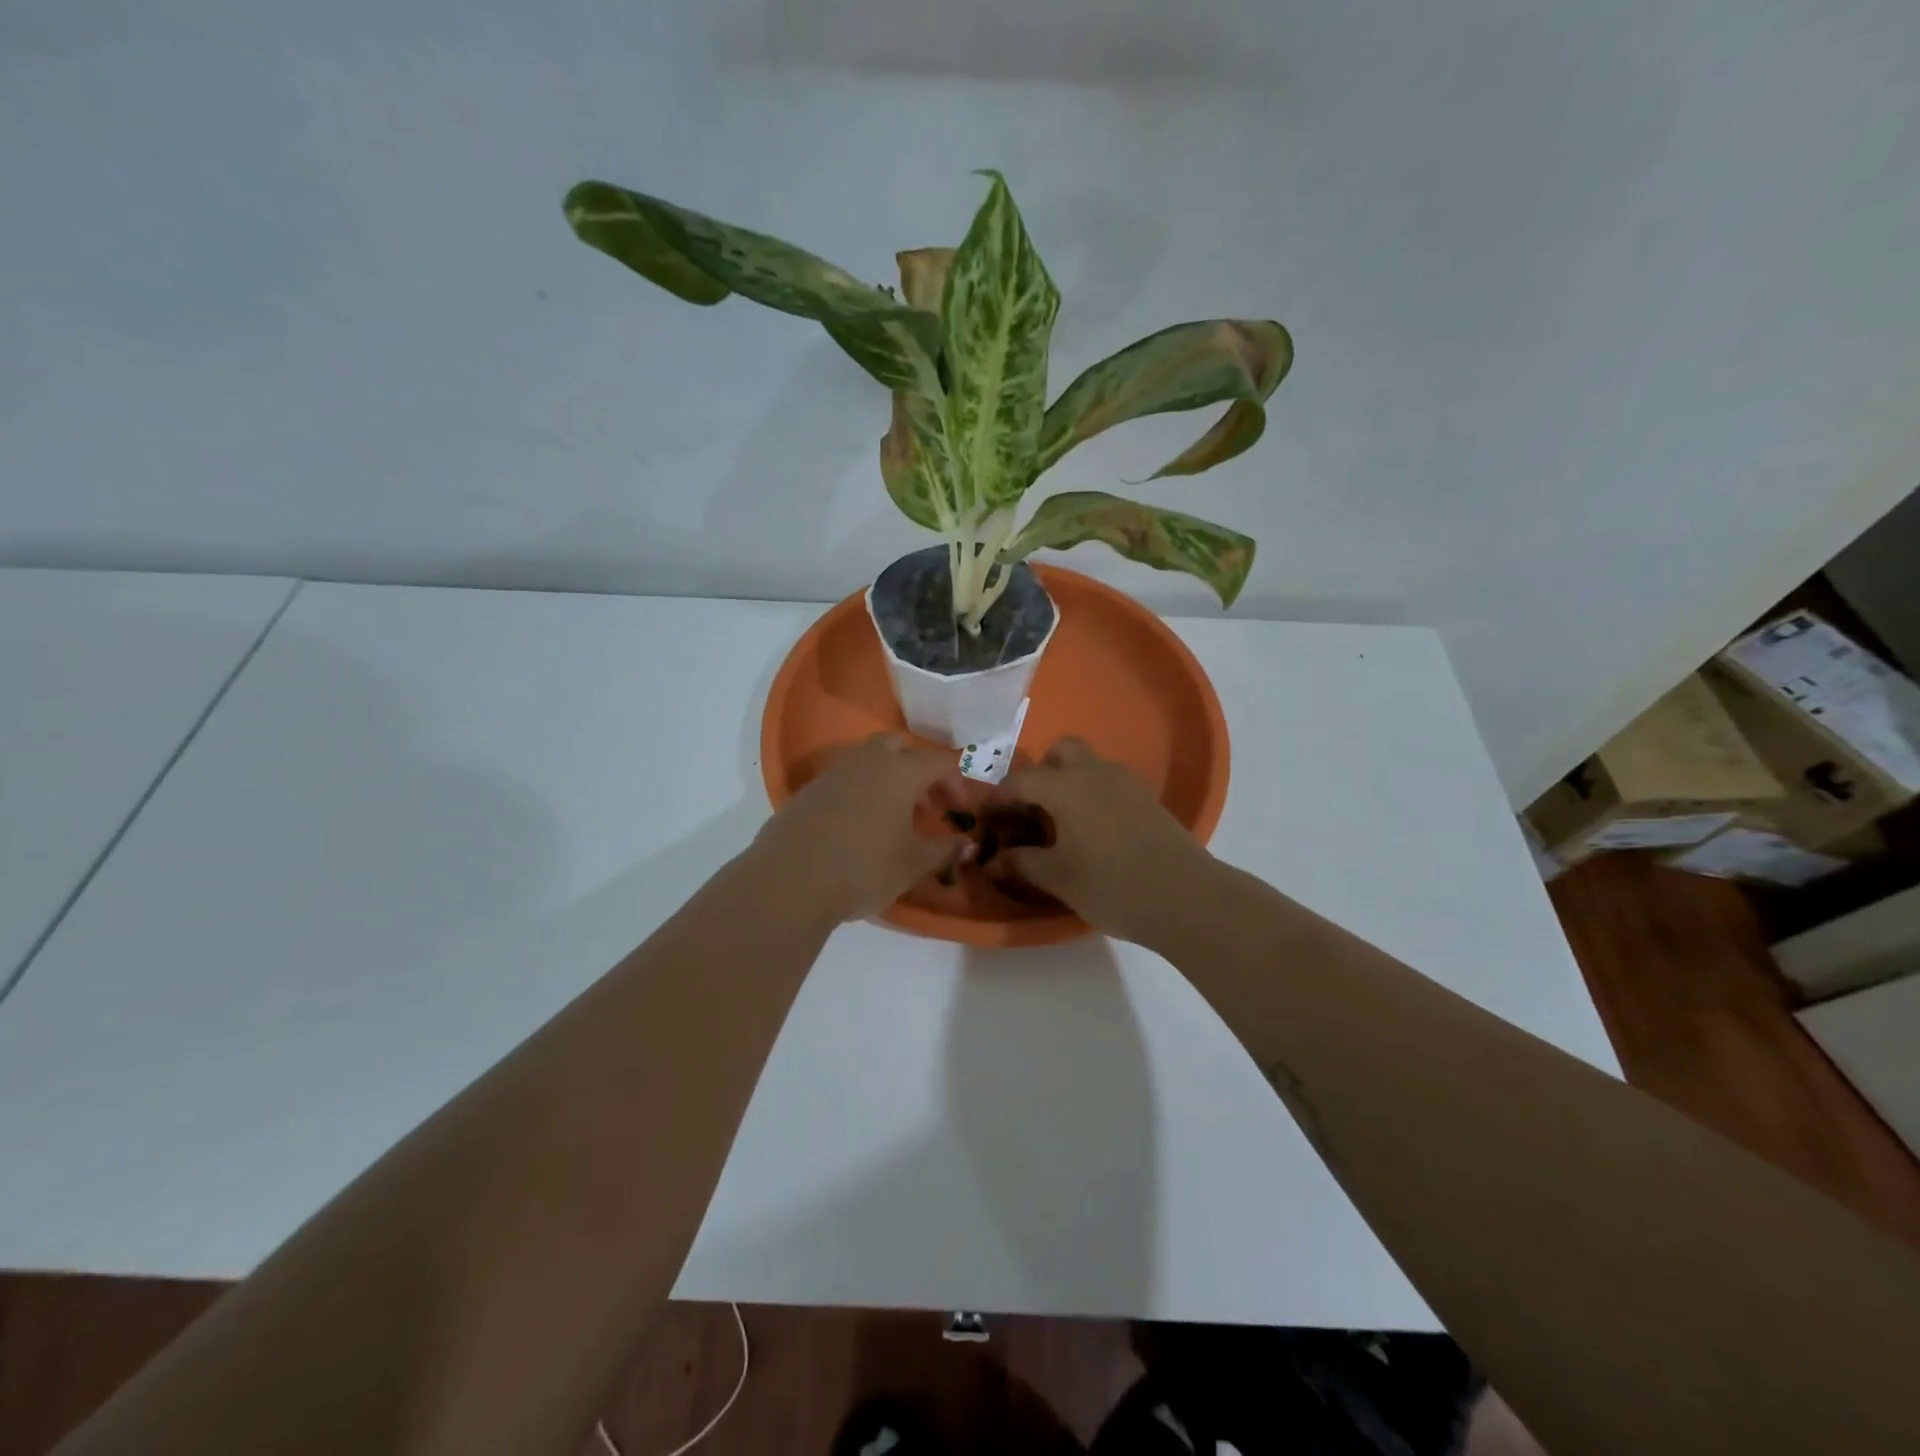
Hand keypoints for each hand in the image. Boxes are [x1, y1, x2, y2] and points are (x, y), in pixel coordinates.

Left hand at [752, 734, 967, 925]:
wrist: (789, 880)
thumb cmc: (864, 868)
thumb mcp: (913, 864)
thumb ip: (943, 849)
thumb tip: (966, 843)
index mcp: (900, 771)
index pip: (939, 763)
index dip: (956, 783)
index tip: (960, 811)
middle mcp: (867, 761)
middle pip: (899, 748)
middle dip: (918, 770)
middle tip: (925, 805)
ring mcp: (833, 773)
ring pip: (869, 761)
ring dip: (888, 780)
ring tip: (894, 819)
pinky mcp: (808, 791)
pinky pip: (845, 779)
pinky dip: (861, 792)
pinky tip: (859, 828)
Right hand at [993, 737, 1212, 942]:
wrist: (1185, 897)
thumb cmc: (1111, 885)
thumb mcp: (1058, 877)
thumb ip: (1022, 863)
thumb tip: (994, 860)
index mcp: (1066, 786)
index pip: (1021, 780)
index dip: (999, 797)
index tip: (986, 817)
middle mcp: (1095, 773)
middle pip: (1061, 751)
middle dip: (1041, 772)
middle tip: (1032, 809)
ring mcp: (1127, 783)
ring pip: (1090, 764)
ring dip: (1070, 780)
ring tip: (1063, 821)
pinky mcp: (1149, 799)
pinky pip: (1111, 782)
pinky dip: (1094, 793)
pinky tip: (1095, 830)